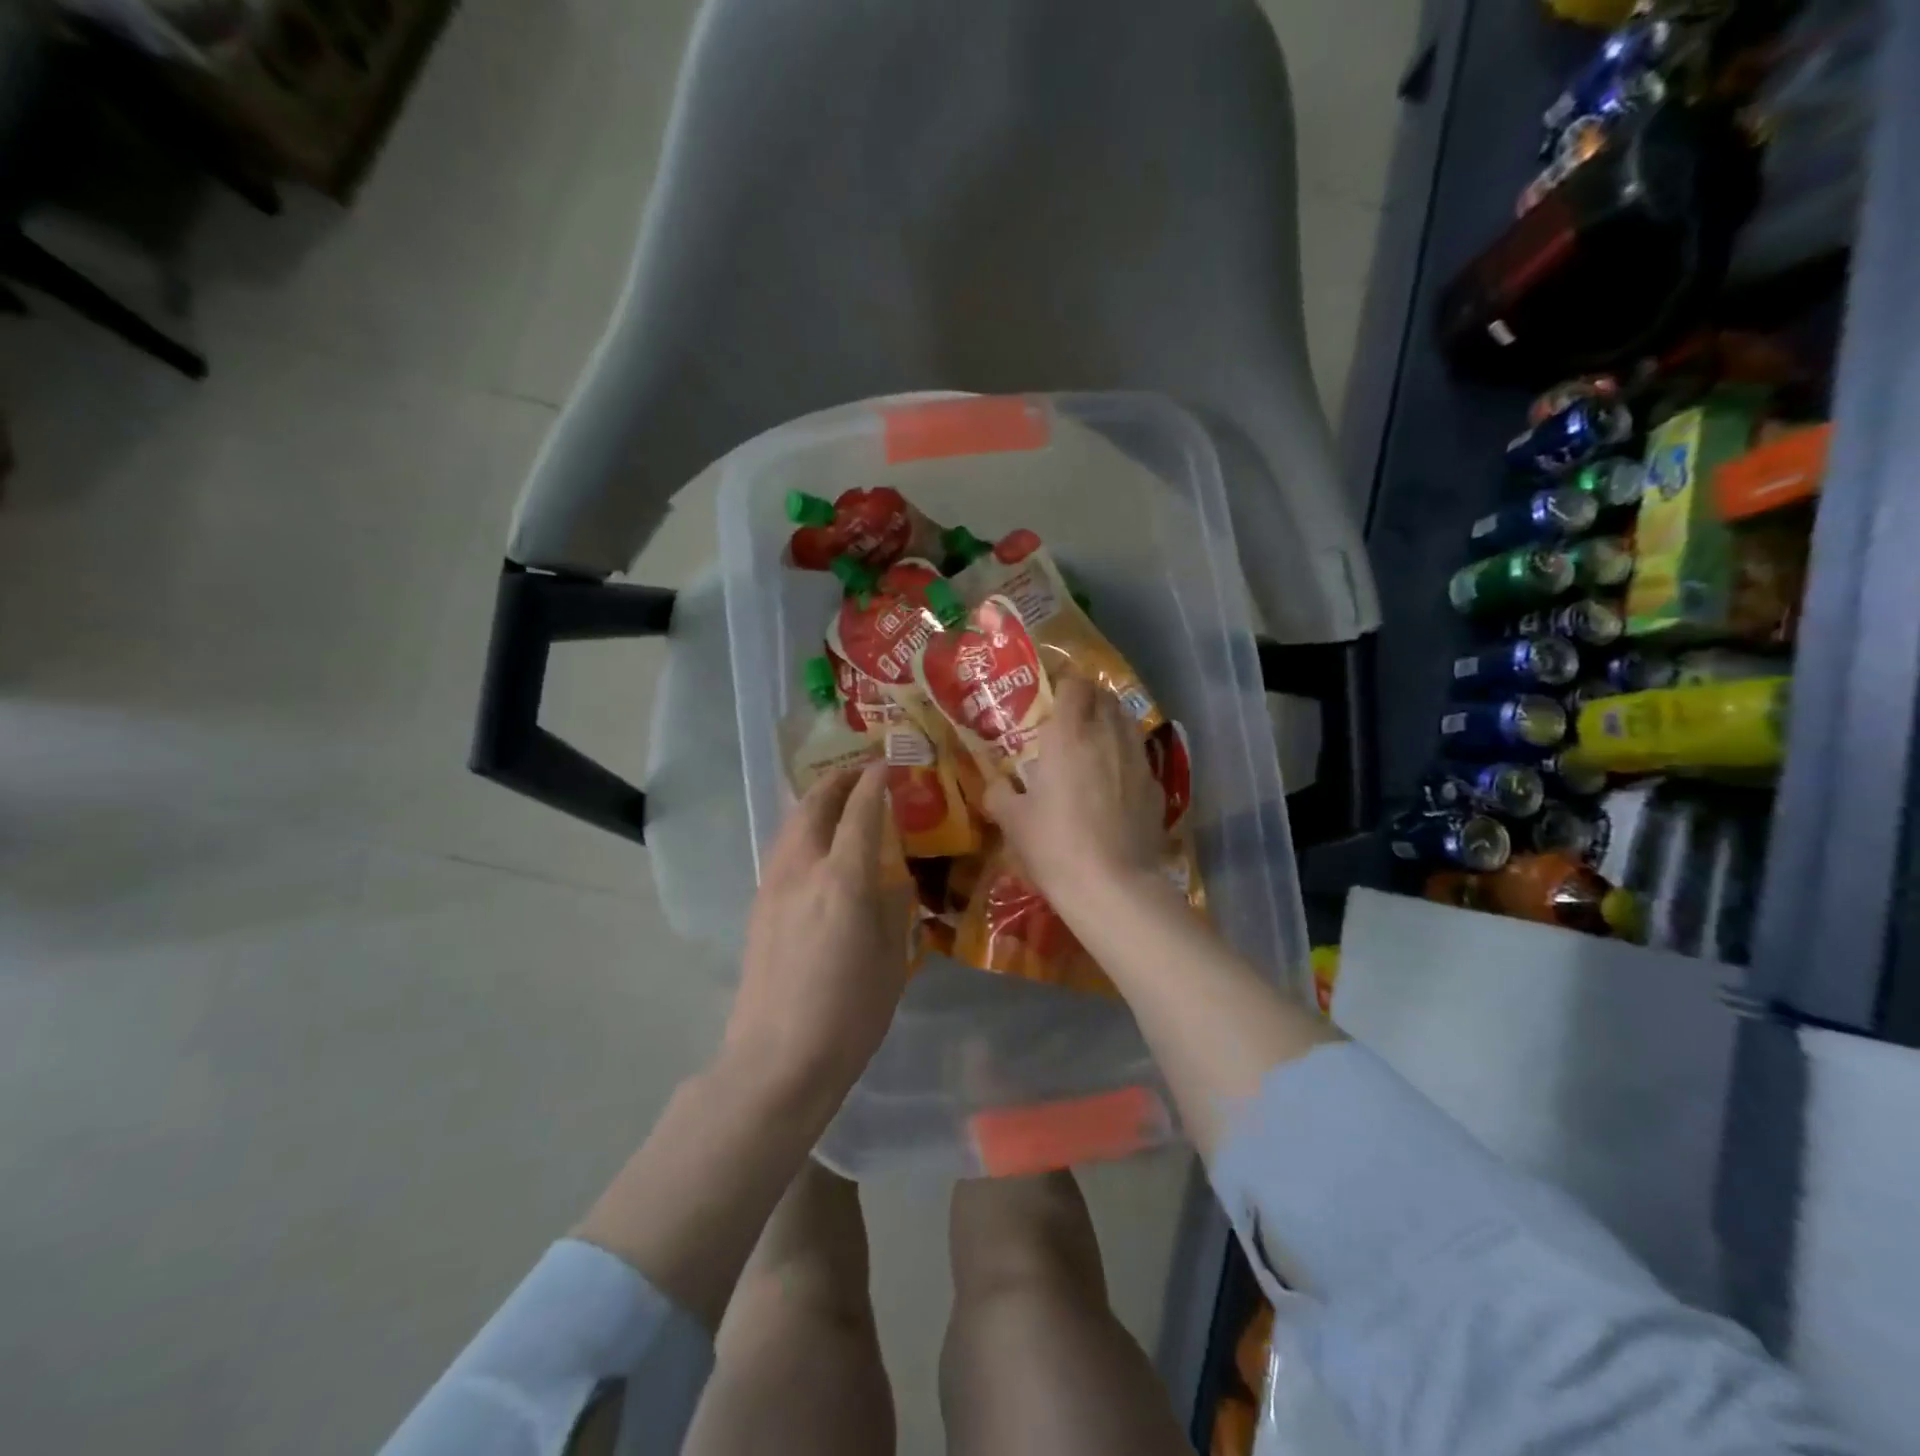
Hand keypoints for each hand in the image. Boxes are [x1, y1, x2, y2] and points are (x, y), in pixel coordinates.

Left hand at [721, 765, 912, 1117]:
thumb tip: (893, 876)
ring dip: (816, 801)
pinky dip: (802, 829)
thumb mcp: (891, 960)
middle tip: (861, 771)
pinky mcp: (758, 906)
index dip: (876, 780)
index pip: (861, 810)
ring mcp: (773, 886)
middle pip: (815, 805)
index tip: (889, 762)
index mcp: (843, 879)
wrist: (777, 1059)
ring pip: (792, 824)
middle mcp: (803, 869)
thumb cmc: (849, 1014)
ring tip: (837, 799)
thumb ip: (894, 907)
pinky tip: (815, 844)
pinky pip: (782, 849)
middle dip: (838, 780)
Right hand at [984, 676, 1165, 908]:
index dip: (1064, 684)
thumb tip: (997, 785)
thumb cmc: (1054, 846)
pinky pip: (1140, 758)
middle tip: (1071, 718)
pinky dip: (1127, 757)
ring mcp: (1138, 761)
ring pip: (1128, 723)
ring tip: (1095, 744)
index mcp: (1068, 736)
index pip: (1074, 685)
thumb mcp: (1013, 822)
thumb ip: (1000, 794)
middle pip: (1106, 697)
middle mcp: (1107, 737)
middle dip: (1090, 699)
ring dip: (1111, 723)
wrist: (1112, 887)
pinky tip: (1116, 782)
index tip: (1051, 695)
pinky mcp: (1156, 788)